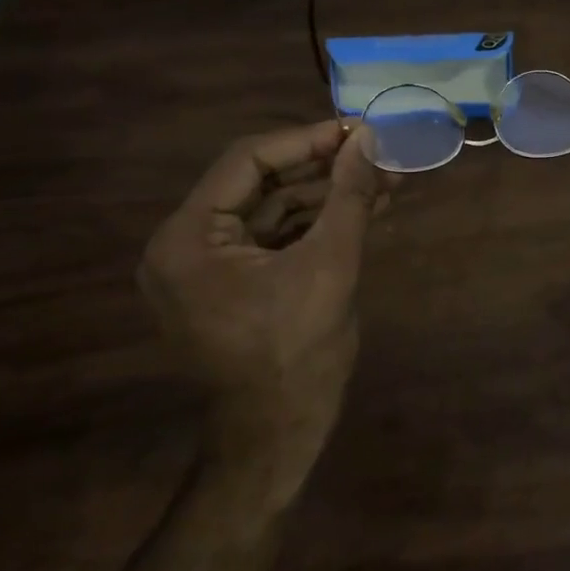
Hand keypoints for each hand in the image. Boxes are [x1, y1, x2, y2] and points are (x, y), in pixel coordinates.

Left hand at [138, 120, 394, 511]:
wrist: (278, 440)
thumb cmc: (297, 355)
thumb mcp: (330, 265)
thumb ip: (349, 195)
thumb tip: (370, 139)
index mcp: (188, 238)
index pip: (247, 161)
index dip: (307, 140)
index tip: (358, 130)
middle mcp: (185, 245)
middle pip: (260, 183)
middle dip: (324, 169)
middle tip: (378, 153)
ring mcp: (206, 267)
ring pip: (272, 210)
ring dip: (327, 195)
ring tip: (385, 179)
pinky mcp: (231, 284)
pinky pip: (274, 238)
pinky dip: (316, 223)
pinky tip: (364, 208)